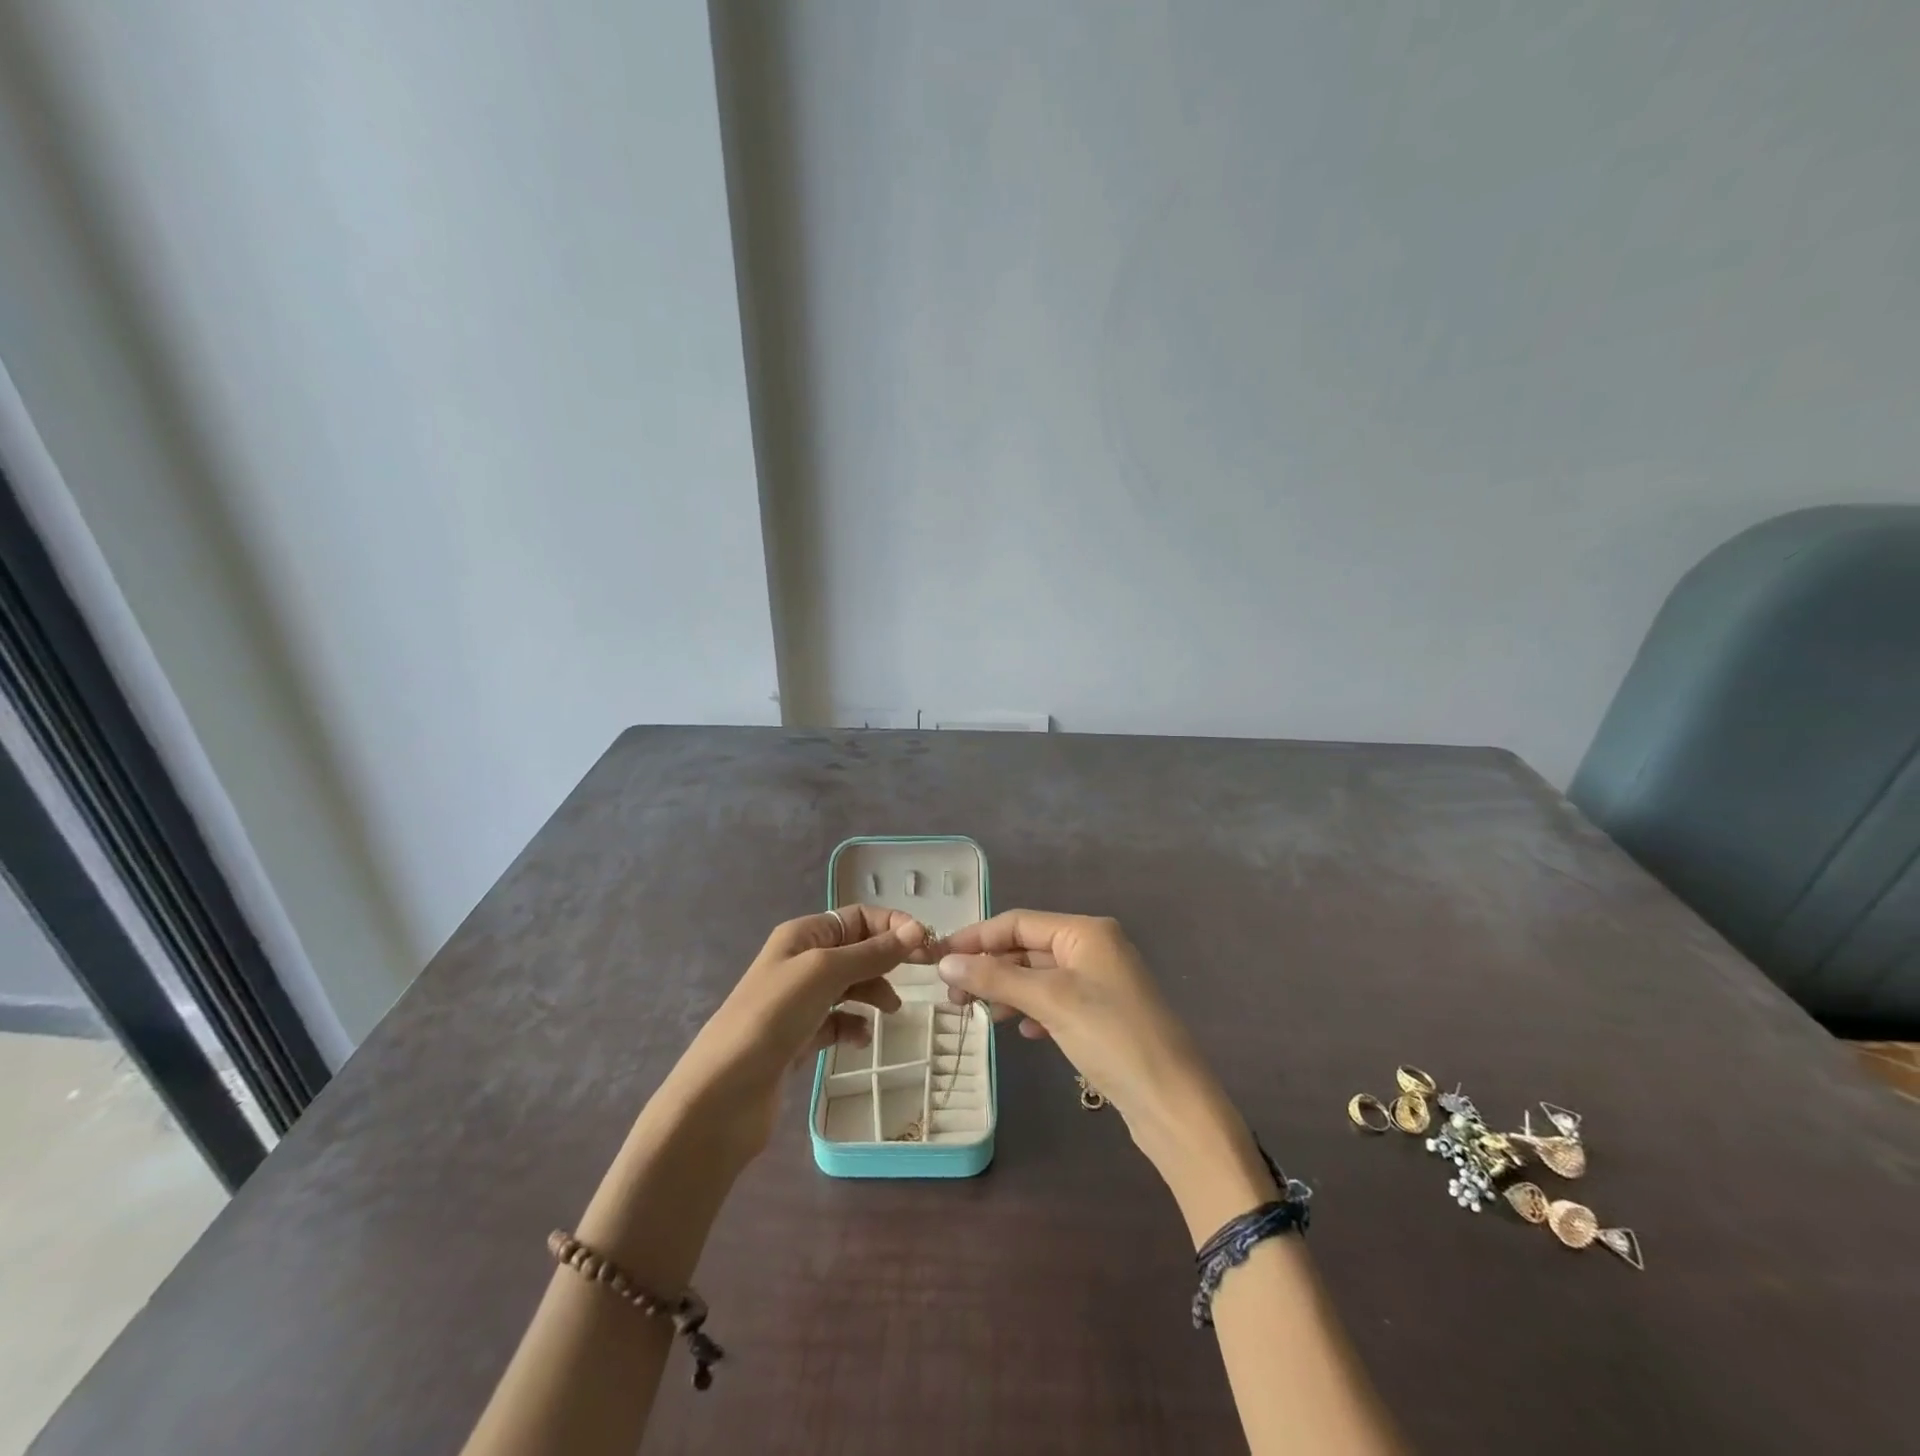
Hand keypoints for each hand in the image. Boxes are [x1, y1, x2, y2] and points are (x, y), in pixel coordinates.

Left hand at [665, 906, 929, 1157]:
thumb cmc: (772, 1017)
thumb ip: (871, 953)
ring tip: (892, 1012)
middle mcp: (800, 962)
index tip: (926, 945)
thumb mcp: (824, 973)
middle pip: (856, 949)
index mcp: (802, 935)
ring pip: (850, 986)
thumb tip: (915, 929)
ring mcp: (799, 1002)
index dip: (892, 926)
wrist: (722, 1095)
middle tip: (923, 974)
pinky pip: (838, 1021)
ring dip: (874, 992)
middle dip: (887, 959)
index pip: (858, 917)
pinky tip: (860, 1039)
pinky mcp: (799, 1038)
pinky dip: (854, 1026)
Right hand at [938, 911, 1274, 1236]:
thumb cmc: (1112, 1038)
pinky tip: (1023, 1031)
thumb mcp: (1050, 1001)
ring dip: (1008, 990)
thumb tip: (944, 962)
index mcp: (1087, 931)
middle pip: (1028, 947)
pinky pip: (1057, 1000)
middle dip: (991, 967)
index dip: (976, 938)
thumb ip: (996, 977)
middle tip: (952, 994)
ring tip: (979, 1013)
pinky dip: (1034, 1010)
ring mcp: (1102, 982)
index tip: (937, 958)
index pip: (1018, 922)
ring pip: (1040, 976)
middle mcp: (1096, 947)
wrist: (1174, 1103)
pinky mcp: (1105, 1015)